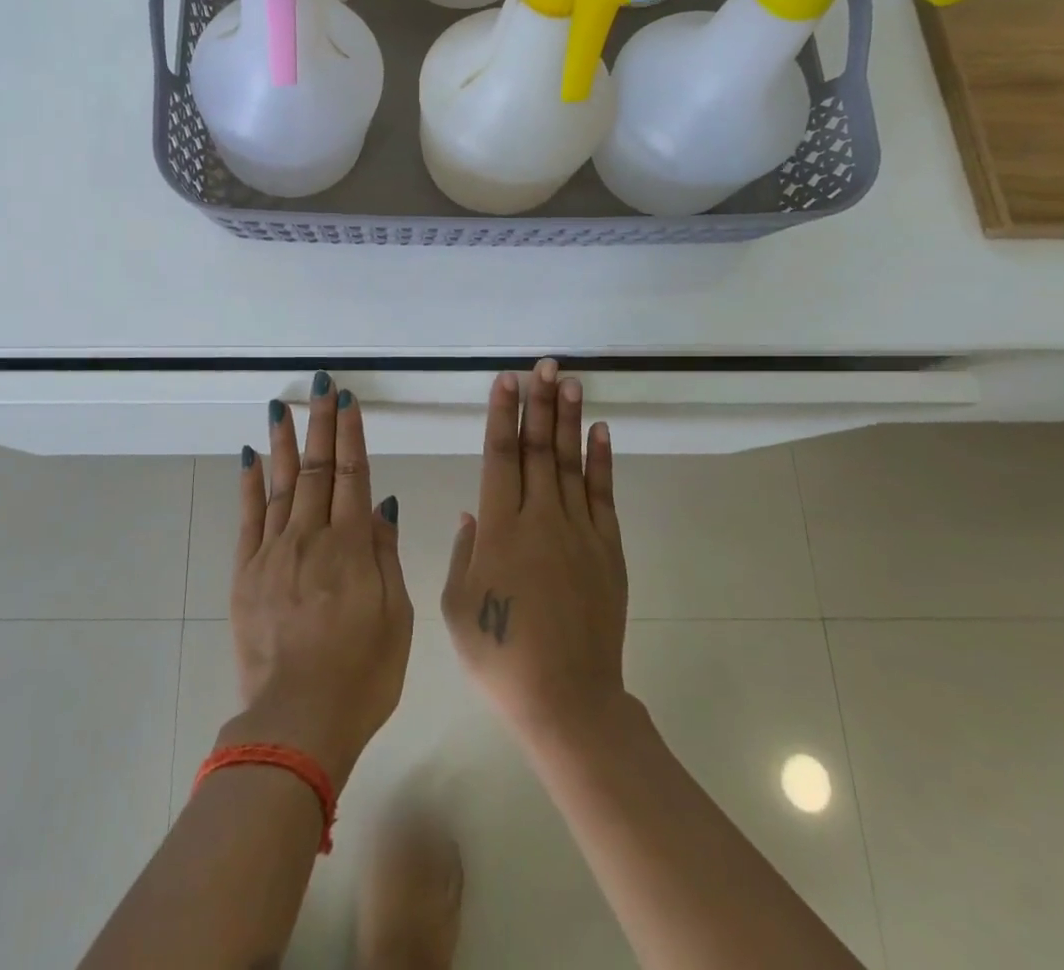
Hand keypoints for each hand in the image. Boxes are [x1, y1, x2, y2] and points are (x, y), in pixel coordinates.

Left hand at [222, 373, 413, 789]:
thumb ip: (385, 554)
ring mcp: (274, 553)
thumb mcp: (396, 618)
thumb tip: (381, 501)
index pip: (353, 474)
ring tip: (281, 406)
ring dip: (282, 442)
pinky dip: (248, 485)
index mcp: (351, 547)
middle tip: (320, 385)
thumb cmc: (361, 675)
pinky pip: (248, 518)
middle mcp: (311, 537)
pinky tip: (249, 457)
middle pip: (316, 469)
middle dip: (320, 423)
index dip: (350, 434)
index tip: (347, 401)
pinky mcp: (246, 573)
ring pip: (279, 483)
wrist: (297, 723)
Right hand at [442, 361, 627, 746]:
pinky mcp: (607, 549)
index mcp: (499, 527)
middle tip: (543, 365)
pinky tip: (599, 431)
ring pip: (571, 461)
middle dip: (538, 402)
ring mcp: (578, 530)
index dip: (502, 414)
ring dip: (569, 419)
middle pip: (537, 447)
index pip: (500, 455)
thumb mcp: (456, 605)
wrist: (566, 698)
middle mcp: (539, 517)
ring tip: (569, 381)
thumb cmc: (500, 654)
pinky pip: (603, 494)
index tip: (506, 381)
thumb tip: (473, 512)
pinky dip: (602, 460)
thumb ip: (465, 551)